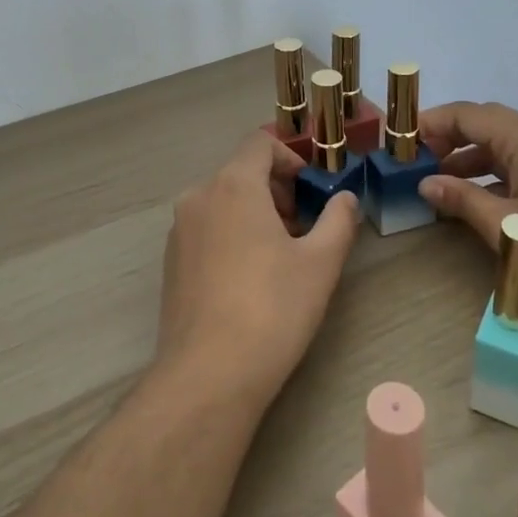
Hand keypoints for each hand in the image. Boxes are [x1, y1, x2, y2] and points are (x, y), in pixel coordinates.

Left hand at [155, 131, 361, 410]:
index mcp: (233, 185)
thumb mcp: (320, 263)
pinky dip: (231, 234)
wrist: (209, 374)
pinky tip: (250, 279)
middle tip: (304, 229)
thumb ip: (339, 220)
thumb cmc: (272, 309)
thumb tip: (345, 199)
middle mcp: (199, 196)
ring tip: (281, 257)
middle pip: (242, 172)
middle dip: (277, 191)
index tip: (312, 191)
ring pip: (223, 201)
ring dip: (255, 214)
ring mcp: (179, 229)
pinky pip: (207, 228)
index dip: (290, 158)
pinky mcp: (171, 260)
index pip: (260, 142)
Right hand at [415, 102, 517, 323]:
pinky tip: (480, 200)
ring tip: (443, 182)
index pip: (471, 115)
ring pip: (506, 146)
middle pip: (489, 125)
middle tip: (419, 160)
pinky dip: (495, 174)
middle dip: (451, 137)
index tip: (403, 140)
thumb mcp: (507, 228)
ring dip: (472, 158)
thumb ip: (462, 200)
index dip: (434, 122)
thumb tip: (426, 184)